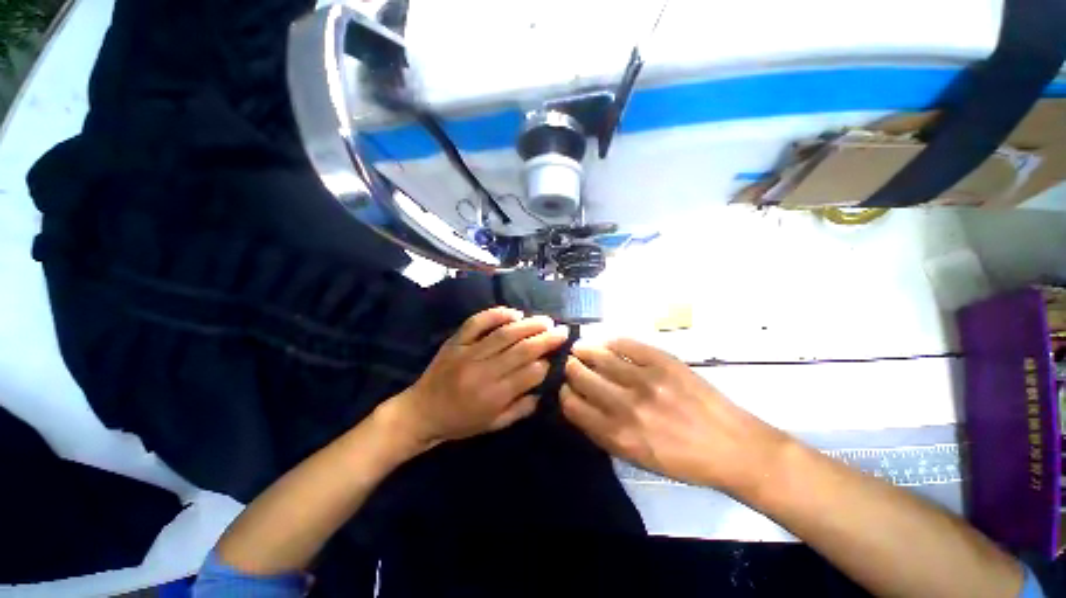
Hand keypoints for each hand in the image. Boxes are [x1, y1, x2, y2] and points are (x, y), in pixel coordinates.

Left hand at [385, 306, 567, 451]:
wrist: (421, 412)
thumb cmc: (460, 422)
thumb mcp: (493, 425)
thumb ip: (521, 409)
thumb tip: (543, 390)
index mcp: (493, 396)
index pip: (529, 375)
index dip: (546, 364)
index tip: (556, 357)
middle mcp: (483, 372)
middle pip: (521, 350)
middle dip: (546, 339)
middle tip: (562, 331)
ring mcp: (467, 353)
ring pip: (503, 334)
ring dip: (528, 325)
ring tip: (546, 320)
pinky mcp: (456, 341)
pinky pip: (477, 322)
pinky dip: (496, 314)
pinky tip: (514, 313)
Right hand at [561, 338, 787, 494]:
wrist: (732, 446)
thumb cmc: (682, 460)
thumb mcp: (636, 458)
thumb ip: (603, 433)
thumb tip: (579, 405)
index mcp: (618, 434)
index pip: (573, 405)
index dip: (564, 392)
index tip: (566, 387)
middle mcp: (626, 405)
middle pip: (581, 376)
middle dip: (571, 369)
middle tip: (572, 364)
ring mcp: (645, 379)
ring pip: (599, 356)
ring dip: (584, 350)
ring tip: (580, 347)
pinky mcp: (663, 361)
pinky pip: (625, 344)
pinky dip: (610, 341)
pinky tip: (604, 341)